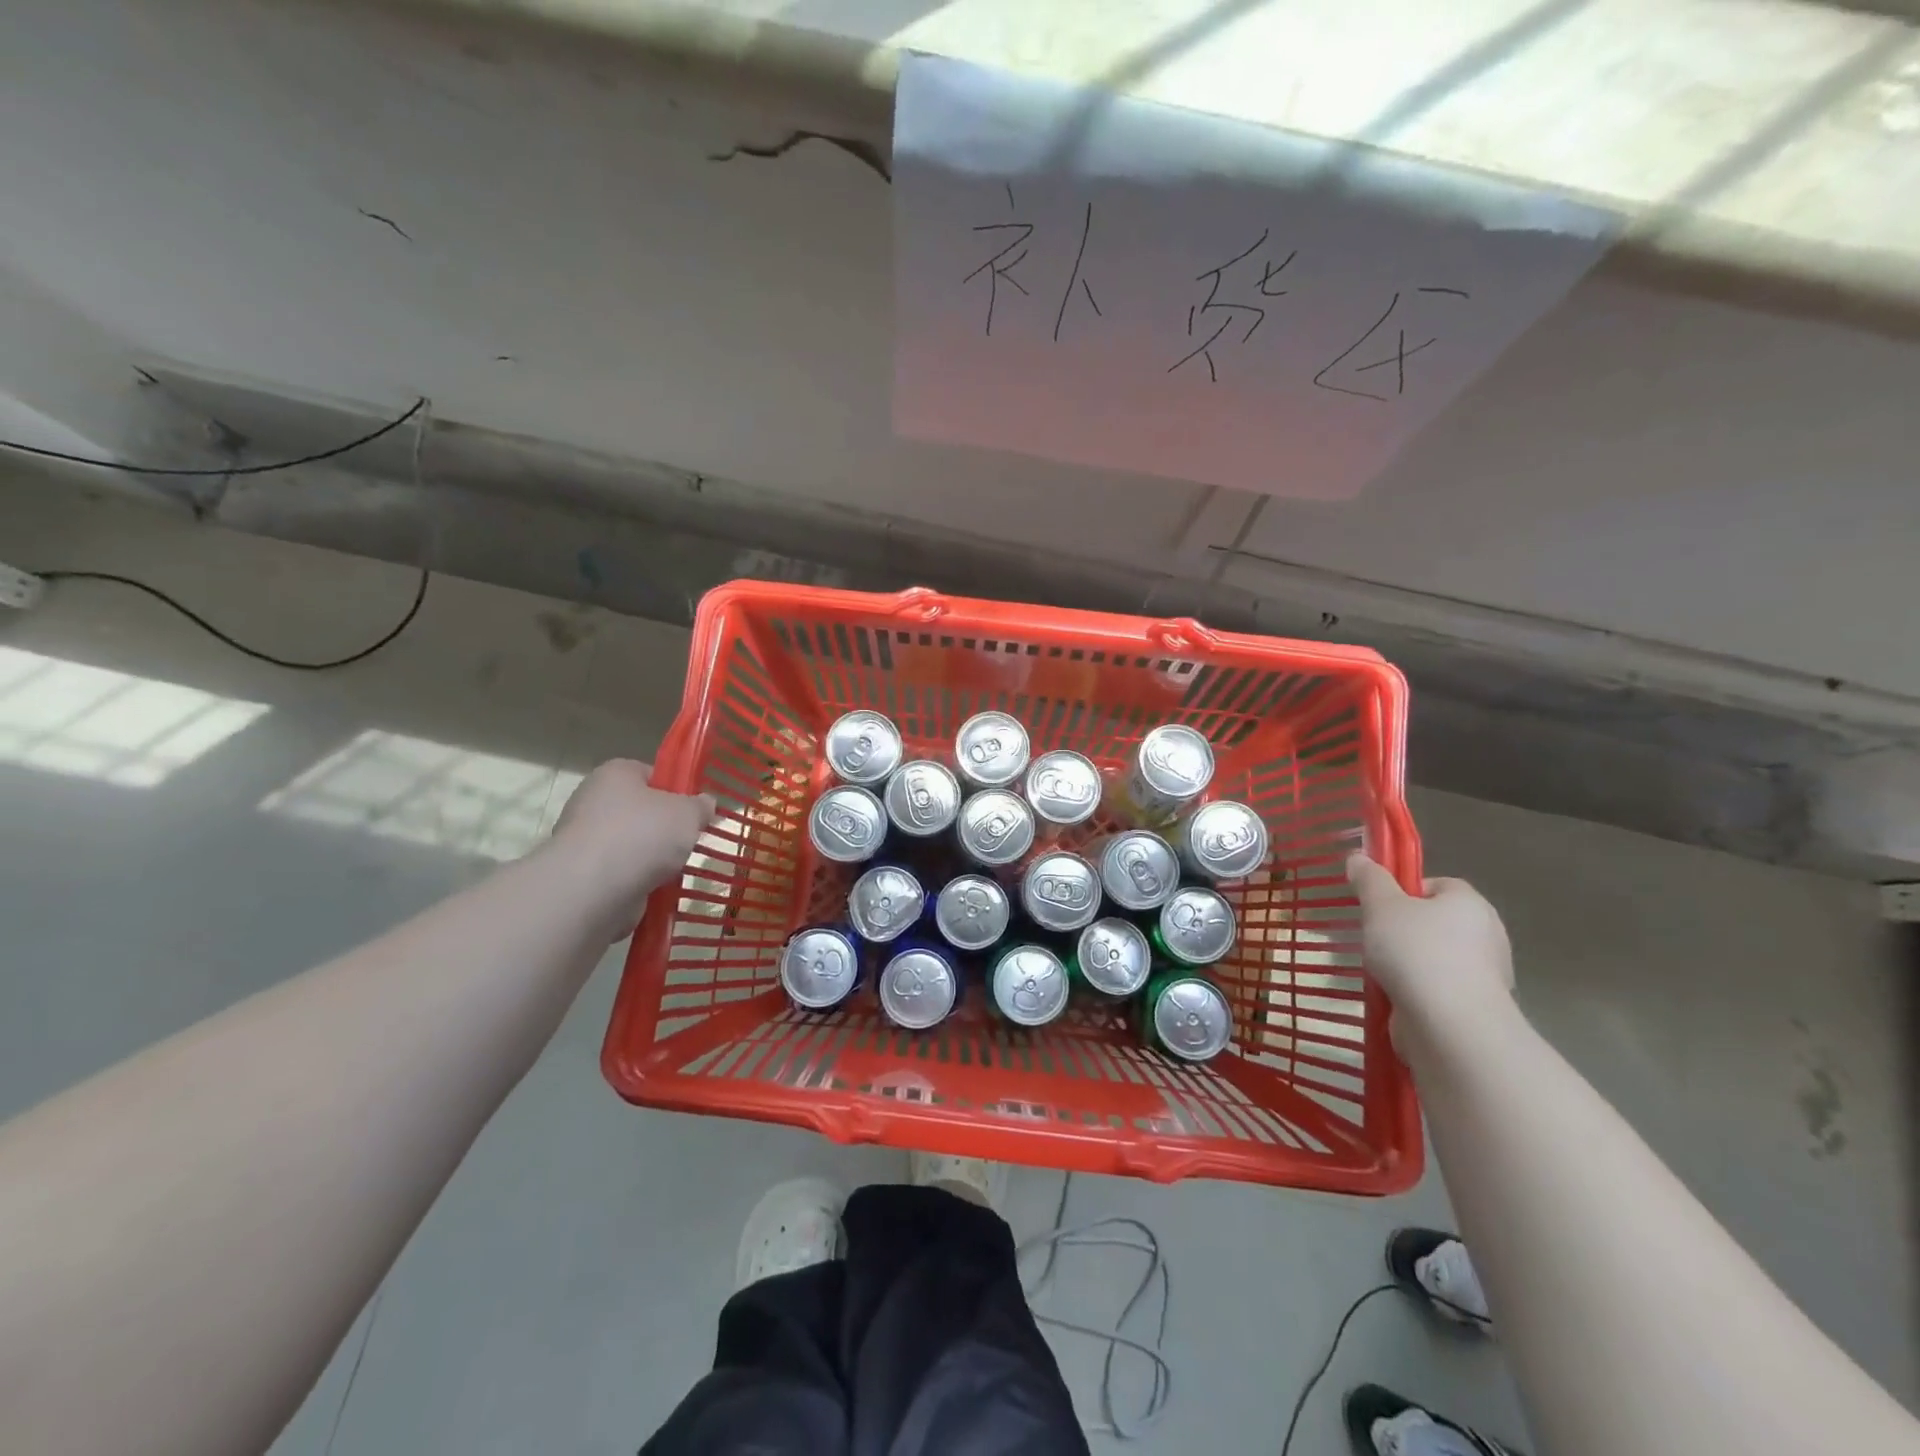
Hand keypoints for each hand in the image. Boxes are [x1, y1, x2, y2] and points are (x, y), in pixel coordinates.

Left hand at [551, 760, 714, 935]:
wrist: (594, 888)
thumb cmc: (643, 834)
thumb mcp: (688, 813)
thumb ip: (700, 806)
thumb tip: (705, 803)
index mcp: (615, 774)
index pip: (650, 774)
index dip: (675, 790)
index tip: (694, 810)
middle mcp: (593, 801)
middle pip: (640, 810)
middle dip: (664, 827)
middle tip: (689, 840)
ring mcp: (584, 839)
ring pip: (631, 844)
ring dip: (652, 858)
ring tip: (676, 869)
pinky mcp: (582, 873)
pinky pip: (620, 872)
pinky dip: (638, 880)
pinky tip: (656, 888)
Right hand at [1346, 853, 1514, 1052]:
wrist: (1450, 1026)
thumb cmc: (1416, 953)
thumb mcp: (1381, 906)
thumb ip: (1369, 880)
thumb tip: (1357, 857)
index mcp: (1470, 903)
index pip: (1436, 885)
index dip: (1404, 891)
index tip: (1378, 907)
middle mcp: (1485, 935)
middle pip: (1434, 922)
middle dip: (1401, 930)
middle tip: (1373, 937)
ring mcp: (1484, 975)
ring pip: (1433, 957)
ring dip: (1405, 963)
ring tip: (1377, 972)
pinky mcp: (1473, 1008)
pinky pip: (1436, 989)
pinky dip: (1414, 991)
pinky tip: (1392, 997)